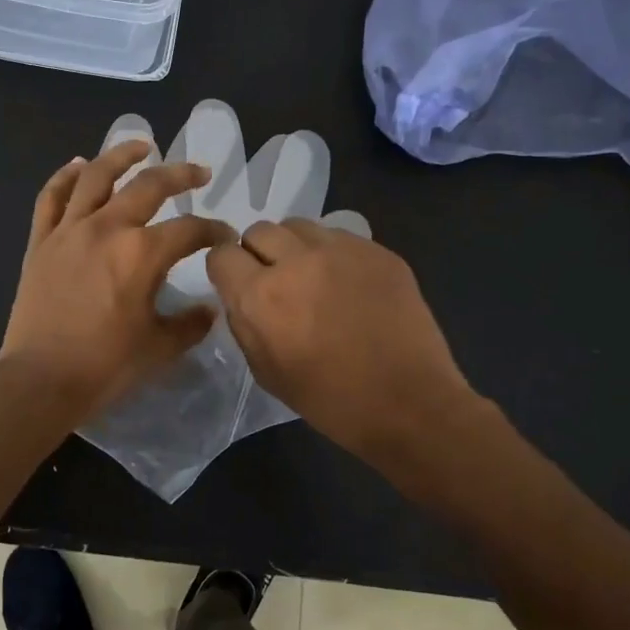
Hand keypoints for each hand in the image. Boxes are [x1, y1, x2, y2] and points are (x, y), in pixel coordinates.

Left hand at [0, 141, 235, 420]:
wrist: (40, 380)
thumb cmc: (105, 366)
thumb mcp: (159, 348)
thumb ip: (190, 324)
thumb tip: (209, 308)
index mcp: (142, 253)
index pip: (189, 230)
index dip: (214, 230)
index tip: (225, 237)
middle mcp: (107, 228)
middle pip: (149, 186)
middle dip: (180, 175)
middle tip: (198, 172)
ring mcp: (69, 230)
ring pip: (96, 176)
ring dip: (120, 155)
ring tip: (140, 146)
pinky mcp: (41, 242)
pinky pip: (52, 197)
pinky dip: (64, 176)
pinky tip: (78, 165)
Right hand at [206, 219, 481, 465]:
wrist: (408, 403)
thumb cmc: (329, 399)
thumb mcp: (265, 371)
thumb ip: (244, 323)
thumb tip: (240, 295)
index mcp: (260, 297)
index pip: (221, 254)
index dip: (226, 269)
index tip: (238, 283)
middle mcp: (295, 262)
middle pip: (259, 230)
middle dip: (258, 253)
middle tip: (276, 280)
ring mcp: (340, 250)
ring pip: (298, 226)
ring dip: (294, 246)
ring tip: (311, 275)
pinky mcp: (376, 251)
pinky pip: (338, 236)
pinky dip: (332, 253)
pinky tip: (347, 284)